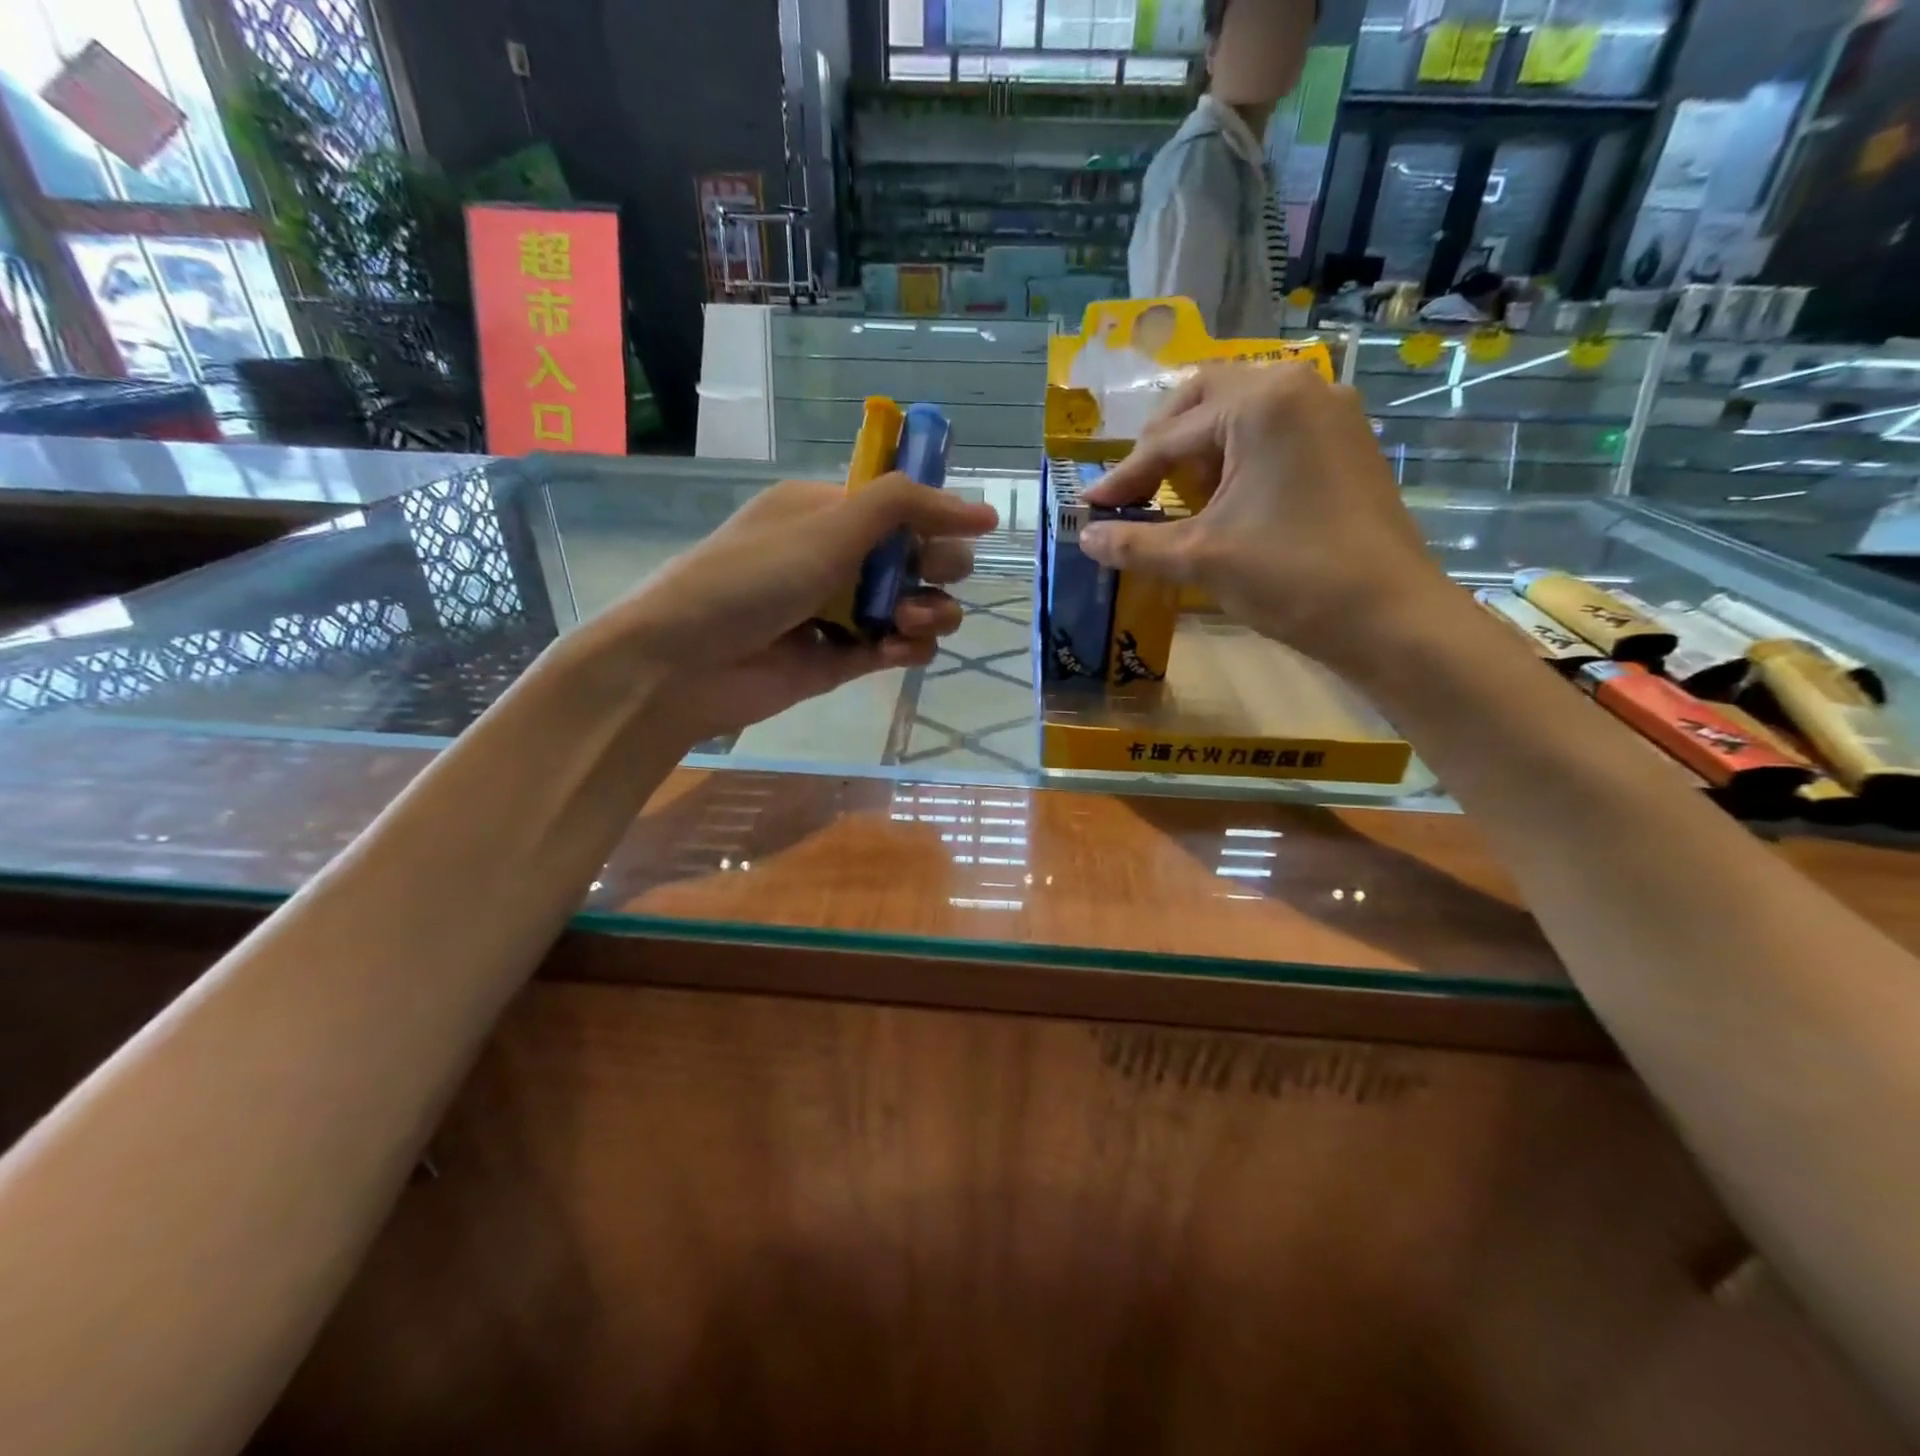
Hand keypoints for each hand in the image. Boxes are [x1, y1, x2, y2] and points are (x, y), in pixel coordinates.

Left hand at [598, 476, 997, 741]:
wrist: (685, 664)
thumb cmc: (751, 579)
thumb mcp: (827, 526)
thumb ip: (904, 506)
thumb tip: (984, 512)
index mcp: (831, 512)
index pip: (905, 505)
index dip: (940, 516)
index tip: (972, 529)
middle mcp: (843, 557)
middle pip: (920, 556)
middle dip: (938, 566)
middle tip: (927, 577)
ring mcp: (846, 609)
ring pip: (918, 605)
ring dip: (931, 610)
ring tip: (907, 622)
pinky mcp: (846, 658)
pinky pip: (899, 648)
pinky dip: (910, 648)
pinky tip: (898, 651)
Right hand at [1079, 363, 1459, 672]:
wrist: (1389, 617)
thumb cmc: (1289, 577)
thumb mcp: (1199, 558)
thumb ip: (1133, 542)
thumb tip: (1084, 537)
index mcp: (1260, 402)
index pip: (1169, 437)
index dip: (1123, 476)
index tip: (1089, 505)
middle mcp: (1299, 387)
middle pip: (1205, 400)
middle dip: (1162, 446)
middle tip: (1137, 490)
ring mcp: (1331, 412)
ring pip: (1241, 413)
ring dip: (1201, 450)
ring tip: (1180, 500)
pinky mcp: (1346, 442)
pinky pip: (1274, 432)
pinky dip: (1239, 457)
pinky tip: (1227, 501)